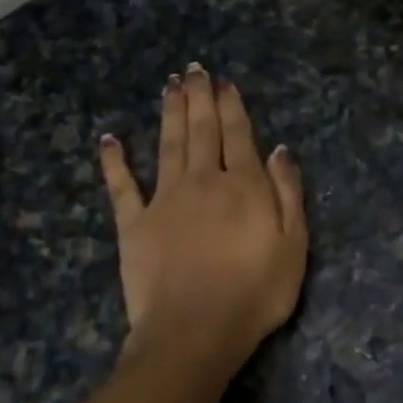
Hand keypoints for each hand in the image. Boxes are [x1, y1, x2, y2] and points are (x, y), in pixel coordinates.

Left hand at [97, 65, 307, 381]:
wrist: (194, 332)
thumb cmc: (254, 293)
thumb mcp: (293, 246)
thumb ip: (288, 194)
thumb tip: (279, 150)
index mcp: (242, 187)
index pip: (237, 136)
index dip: (231, 107)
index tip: (223, 83)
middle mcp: (202, 182)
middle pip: (201, 131)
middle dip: (198, 98)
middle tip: (192, 70)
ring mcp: (164, 200)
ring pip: (167, 146)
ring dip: (168, 114)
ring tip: (168, 86)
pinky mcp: (134, 224)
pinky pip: (122, 187)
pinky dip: (114, 162)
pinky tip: (109, 139)